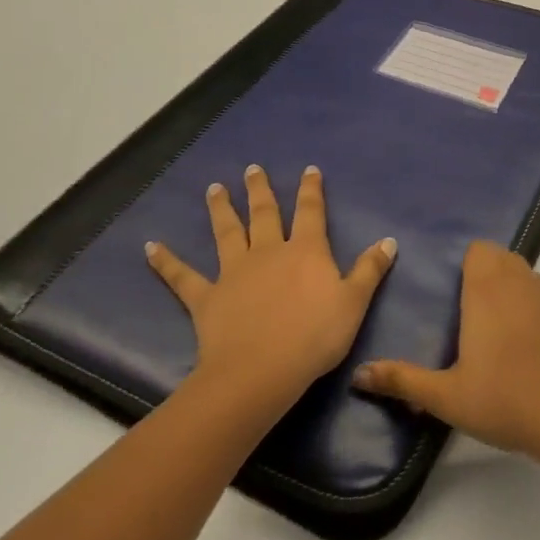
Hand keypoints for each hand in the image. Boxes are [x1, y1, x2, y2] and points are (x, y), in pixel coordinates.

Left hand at [146, 165, 395, 412]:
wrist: (261, 371)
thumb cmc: (314, 337)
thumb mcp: (354, 303)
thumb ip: (370, 270)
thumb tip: (389, 240)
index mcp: (305, 250)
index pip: (310, 212)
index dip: (311, 190)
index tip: (308, 170)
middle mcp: (268, 251)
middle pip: (264, 214)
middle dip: (260, 190)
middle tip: (252, 169)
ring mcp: (234, 272)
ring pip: (227, 233)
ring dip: (221, 209)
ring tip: (215, 188)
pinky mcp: (207, 297)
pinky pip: (183, 277)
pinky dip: (166, 262)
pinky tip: (150, 247)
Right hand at [351, 241, 539, 466]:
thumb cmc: (506, 399)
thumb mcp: (447, 396)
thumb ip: (403, 381)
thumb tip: (358, 374)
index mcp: (488, 288)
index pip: (479, 250)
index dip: (466, 266)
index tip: (454, 297)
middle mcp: (521, 281)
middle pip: (502, 258)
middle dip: (486, 276)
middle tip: (470, 317)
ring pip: (527, 277)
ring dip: (512, 292)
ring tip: (500, 335)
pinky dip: (536, 311)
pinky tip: (532, 350)